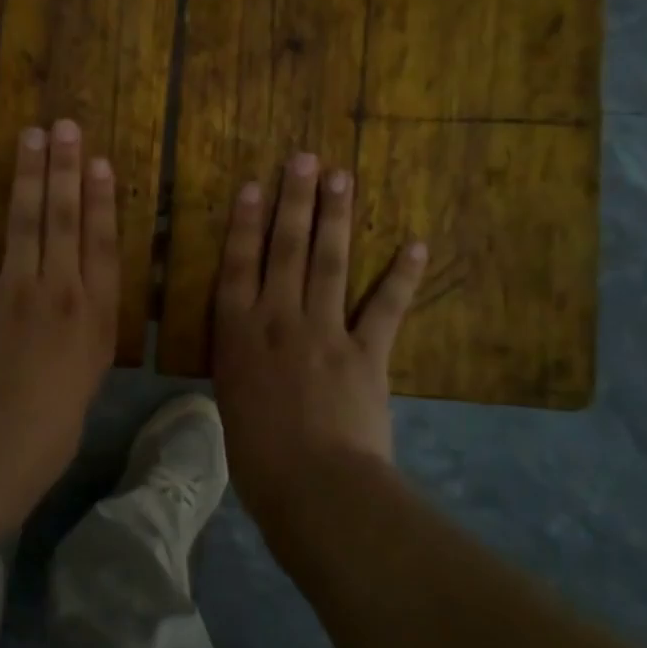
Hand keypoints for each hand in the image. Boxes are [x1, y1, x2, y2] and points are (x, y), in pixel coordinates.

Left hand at [0, 120, 118, 484]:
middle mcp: (60, 289)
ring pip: (24, 221)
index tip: (99, 162)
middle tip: (64, 126)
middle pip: (65, 219)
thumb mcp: (89, 378)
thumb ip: (88, 334)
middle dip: (65, 169)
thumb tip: (82, 307)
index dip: (101, 199)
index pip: (102, 243)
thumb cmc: (52, 426)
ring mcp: (14, 289)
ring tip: (30, 136)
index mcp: (95, 313)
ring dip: (27, 175)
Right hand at [212, 152, 426, 519]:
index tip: (254, 186)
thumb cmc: (257, 458)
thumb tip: (248, 350)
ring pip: (330, 263)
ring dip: (336, 217)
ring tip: (341, 177)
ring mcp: (325, 331)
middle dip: (294, 201)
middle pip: (285, 250)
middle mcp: (279, 319)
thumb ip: (241, 365)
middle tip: (303, 159)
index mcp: (239, 334)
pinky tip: (415, 243)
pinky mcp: (367, 352)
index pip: (239, 266)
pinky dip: (403, 275)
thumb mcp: (231, 404)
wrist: (314, 488)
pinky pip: (386, 307)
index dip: (245, 223)